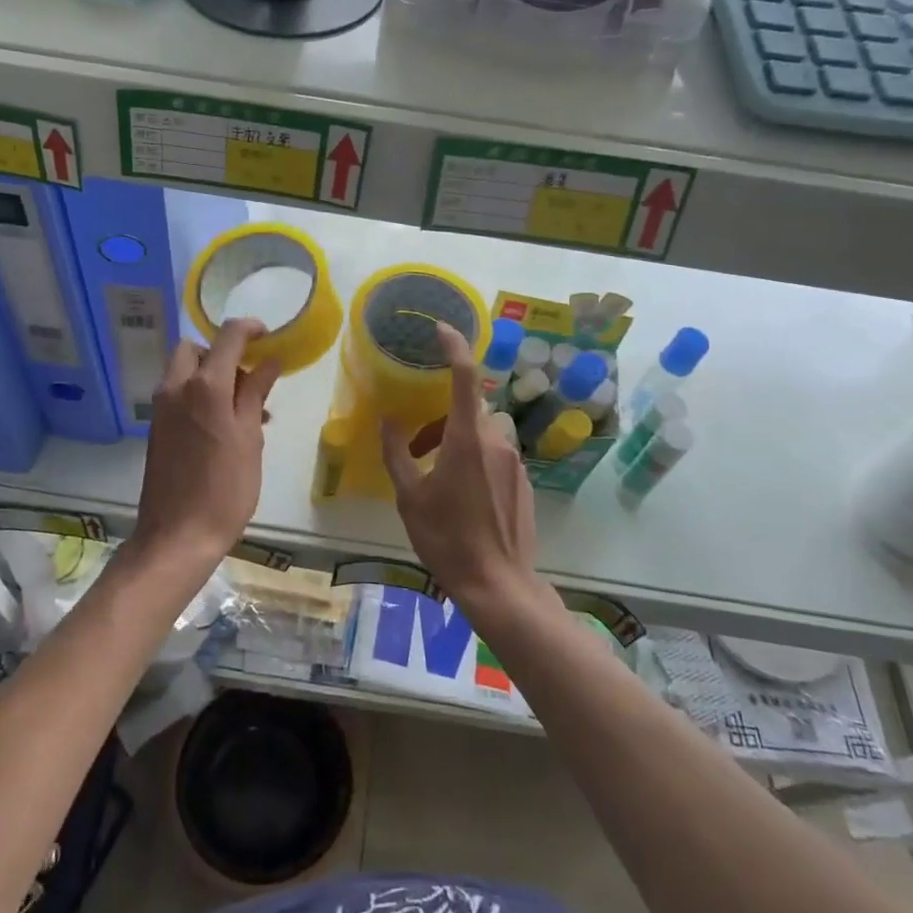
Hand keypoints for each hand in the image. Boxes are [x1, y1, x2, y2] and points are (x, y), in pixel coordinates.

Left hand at [134, 319, 278, 563]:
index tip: (268, 336)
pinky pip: (179, 395)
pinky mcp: (156, 428)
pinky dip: (200, 395)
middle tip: (249, 378)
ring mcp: (161, 408)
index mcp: (205, 386)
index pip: (227, 336)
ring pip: (185, 372)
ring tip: (246, 409)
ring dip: (212, 376)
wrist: (177, 537)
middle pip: (196, 349)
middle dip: (222, 353)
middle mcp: (176, 388)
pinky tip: (225, 427)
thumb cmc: (225, 489)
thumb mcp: (249, 439)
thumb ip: (256, 394)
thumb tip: (269, 362)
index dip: (250, 328)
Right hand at [381, 322, 538, 608]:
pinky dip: (474, 458)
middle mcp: (496, 440)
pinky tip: (461, 494)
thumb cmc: (446, 538)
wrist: (499, 583)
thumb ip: (397, 452)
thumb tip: (388, 420)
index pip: (465, 376)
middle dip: (441, 417)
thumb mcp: (410, 496)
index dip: (454, 346)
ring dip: (456, 440)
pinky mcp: (524, 481)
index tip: (440, 329)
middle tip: (416, 446)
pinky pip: (495, 454)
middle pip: (469, 408)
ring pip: (482, 432)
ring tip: (434, 474)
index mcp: (467, 438)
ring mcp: (515, 461)